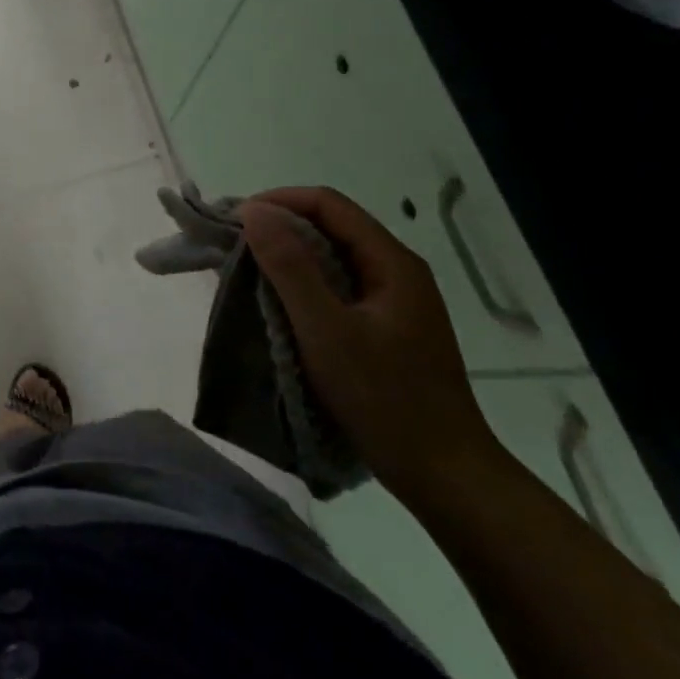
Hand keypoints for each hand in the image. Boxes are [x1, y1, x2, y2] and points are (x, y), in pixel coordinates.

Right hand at [239, 188, 502, 506]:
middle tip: (234, 245)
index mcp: (391, 262)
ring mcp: (395, 301)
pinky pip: (339, 287)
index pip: (328, 204)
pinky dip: (304, 284)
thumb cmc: (385, 400)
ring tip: (247, 272)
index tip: (235, 221)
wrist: (446, 476)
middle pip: (332, 226)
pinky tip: (280, 305)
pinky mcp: (388, 328)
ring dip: (289, 256)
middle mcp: (397, 271)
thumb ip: (290, 267)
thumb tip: (254, 212)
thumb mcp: (327, 331)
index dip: (279, 202)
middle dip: (280, 227)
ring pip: (334, 258)